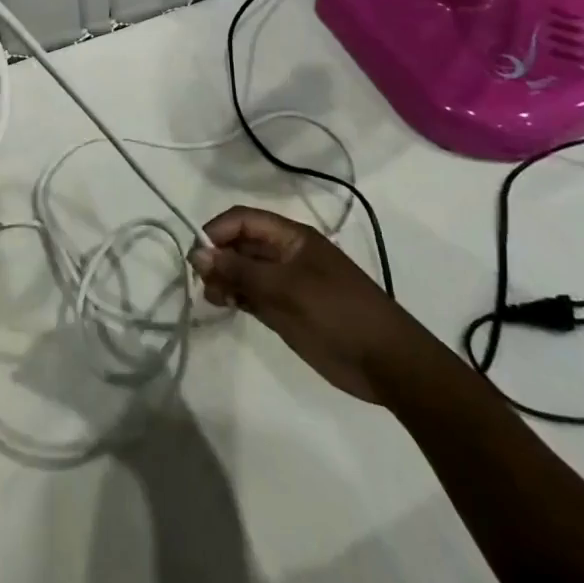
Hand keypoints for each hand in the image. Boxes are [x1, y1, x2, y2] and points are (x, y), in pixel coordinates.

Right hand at [189, 207, 418, 403]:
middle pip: (241, 243)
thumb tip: (198, 253)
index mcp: (291, 237)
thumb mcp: (286, 288)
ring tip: (211, 296)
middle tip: (200, 279)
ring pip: (243, 270)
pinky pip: (252, 295)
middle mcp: (285, 255)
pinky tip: (223, 305)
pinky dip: (235, 296)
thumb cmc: (338, 312)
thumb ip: (241, 270)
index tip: (197, 254)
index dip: (218, 230)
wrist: (386, 363)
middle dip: (218, 255)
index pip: (244, 220)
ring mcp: (286, 284)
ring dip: (223, 278)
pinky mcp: (286, 311)